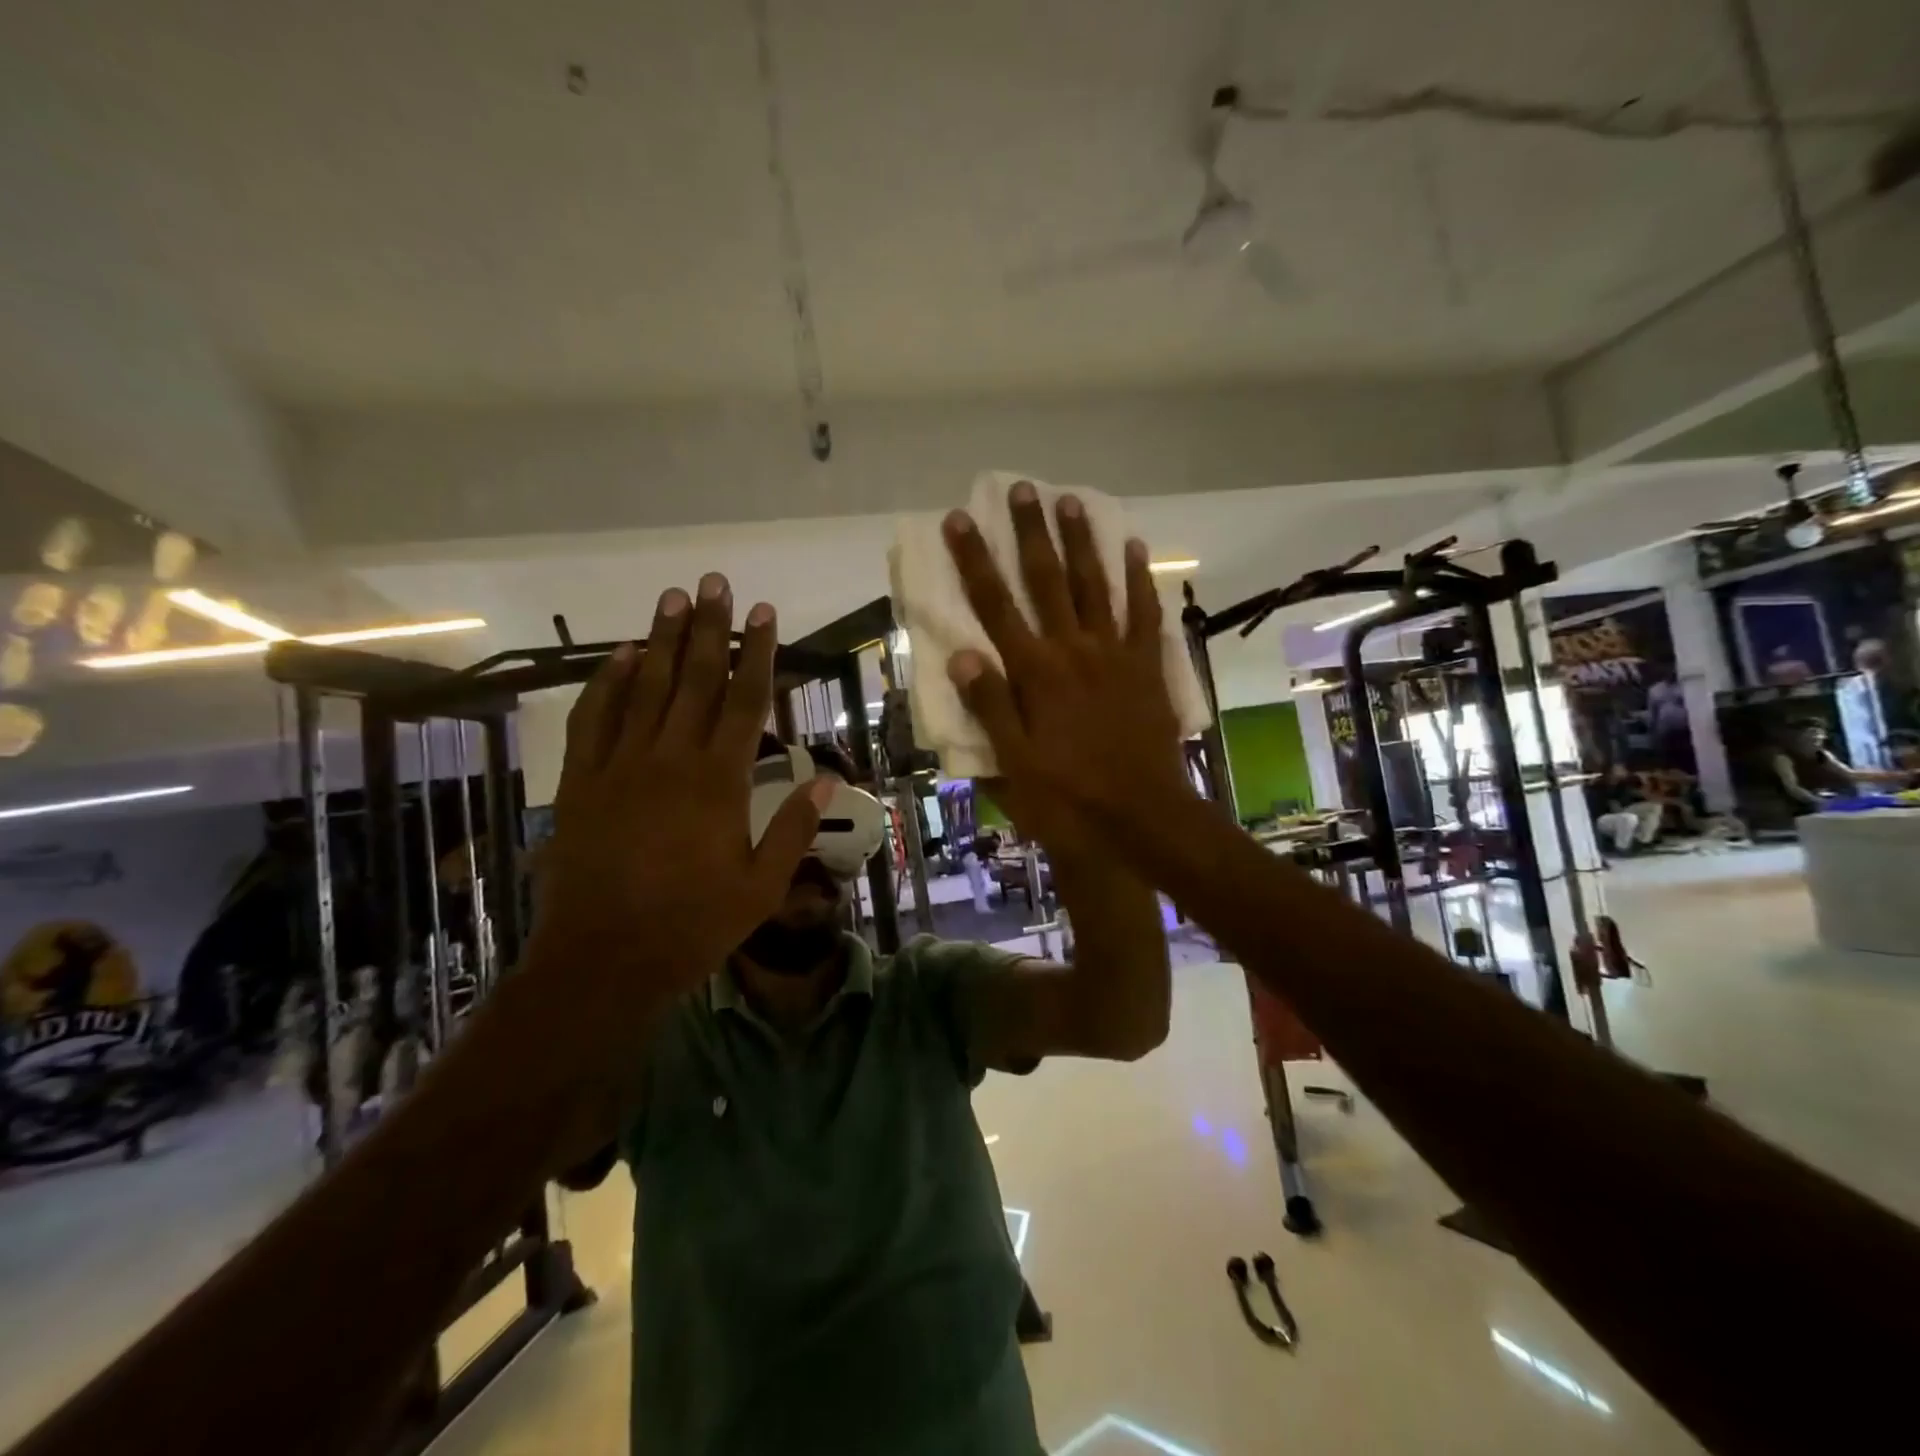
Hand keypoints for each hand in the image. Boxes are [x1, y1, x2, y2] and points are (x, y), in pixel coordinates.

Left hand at [530, 574, 830, 1024]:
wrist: (602, 959)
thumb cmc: (692, 925)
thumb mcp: (761, 887)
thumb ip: (792, 828)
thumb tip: (826, 778)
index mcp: (719, 782)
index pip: (744, 701)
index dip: (757, 653)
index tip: (763, 613)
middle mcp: (670, 759)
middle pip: (694, 680)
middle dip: (708, 628)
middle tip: (715, 582)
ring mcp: (620, 766)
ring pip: (644, 688)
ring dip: (660, 640)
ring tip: (673, 598)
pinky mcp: (582, 782)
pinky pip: (593, 720)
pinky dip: (605, 683)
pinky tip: (618, 656)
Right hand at [941, 481, 1193, 852]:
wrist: (1145, 820)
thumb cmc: (1071, 800)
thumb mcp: (1016, 766)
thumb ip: (991, 708)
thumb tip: (961, 657)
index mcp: (1035, 674)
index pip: (996, 607)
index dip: (975, 562)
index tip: (960, 520)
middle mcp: (1074, 651)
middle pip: (1047, 581)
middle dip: (1031, 533)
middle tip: (1023, 488)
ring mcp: (1115, 655)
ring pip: (1095, 585)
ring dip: (1082, 541)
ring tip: (1072, 500)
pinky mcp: (1147, 667)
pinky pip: (1144, 613)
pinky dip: (1138, 578)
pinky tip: (1133, 547)